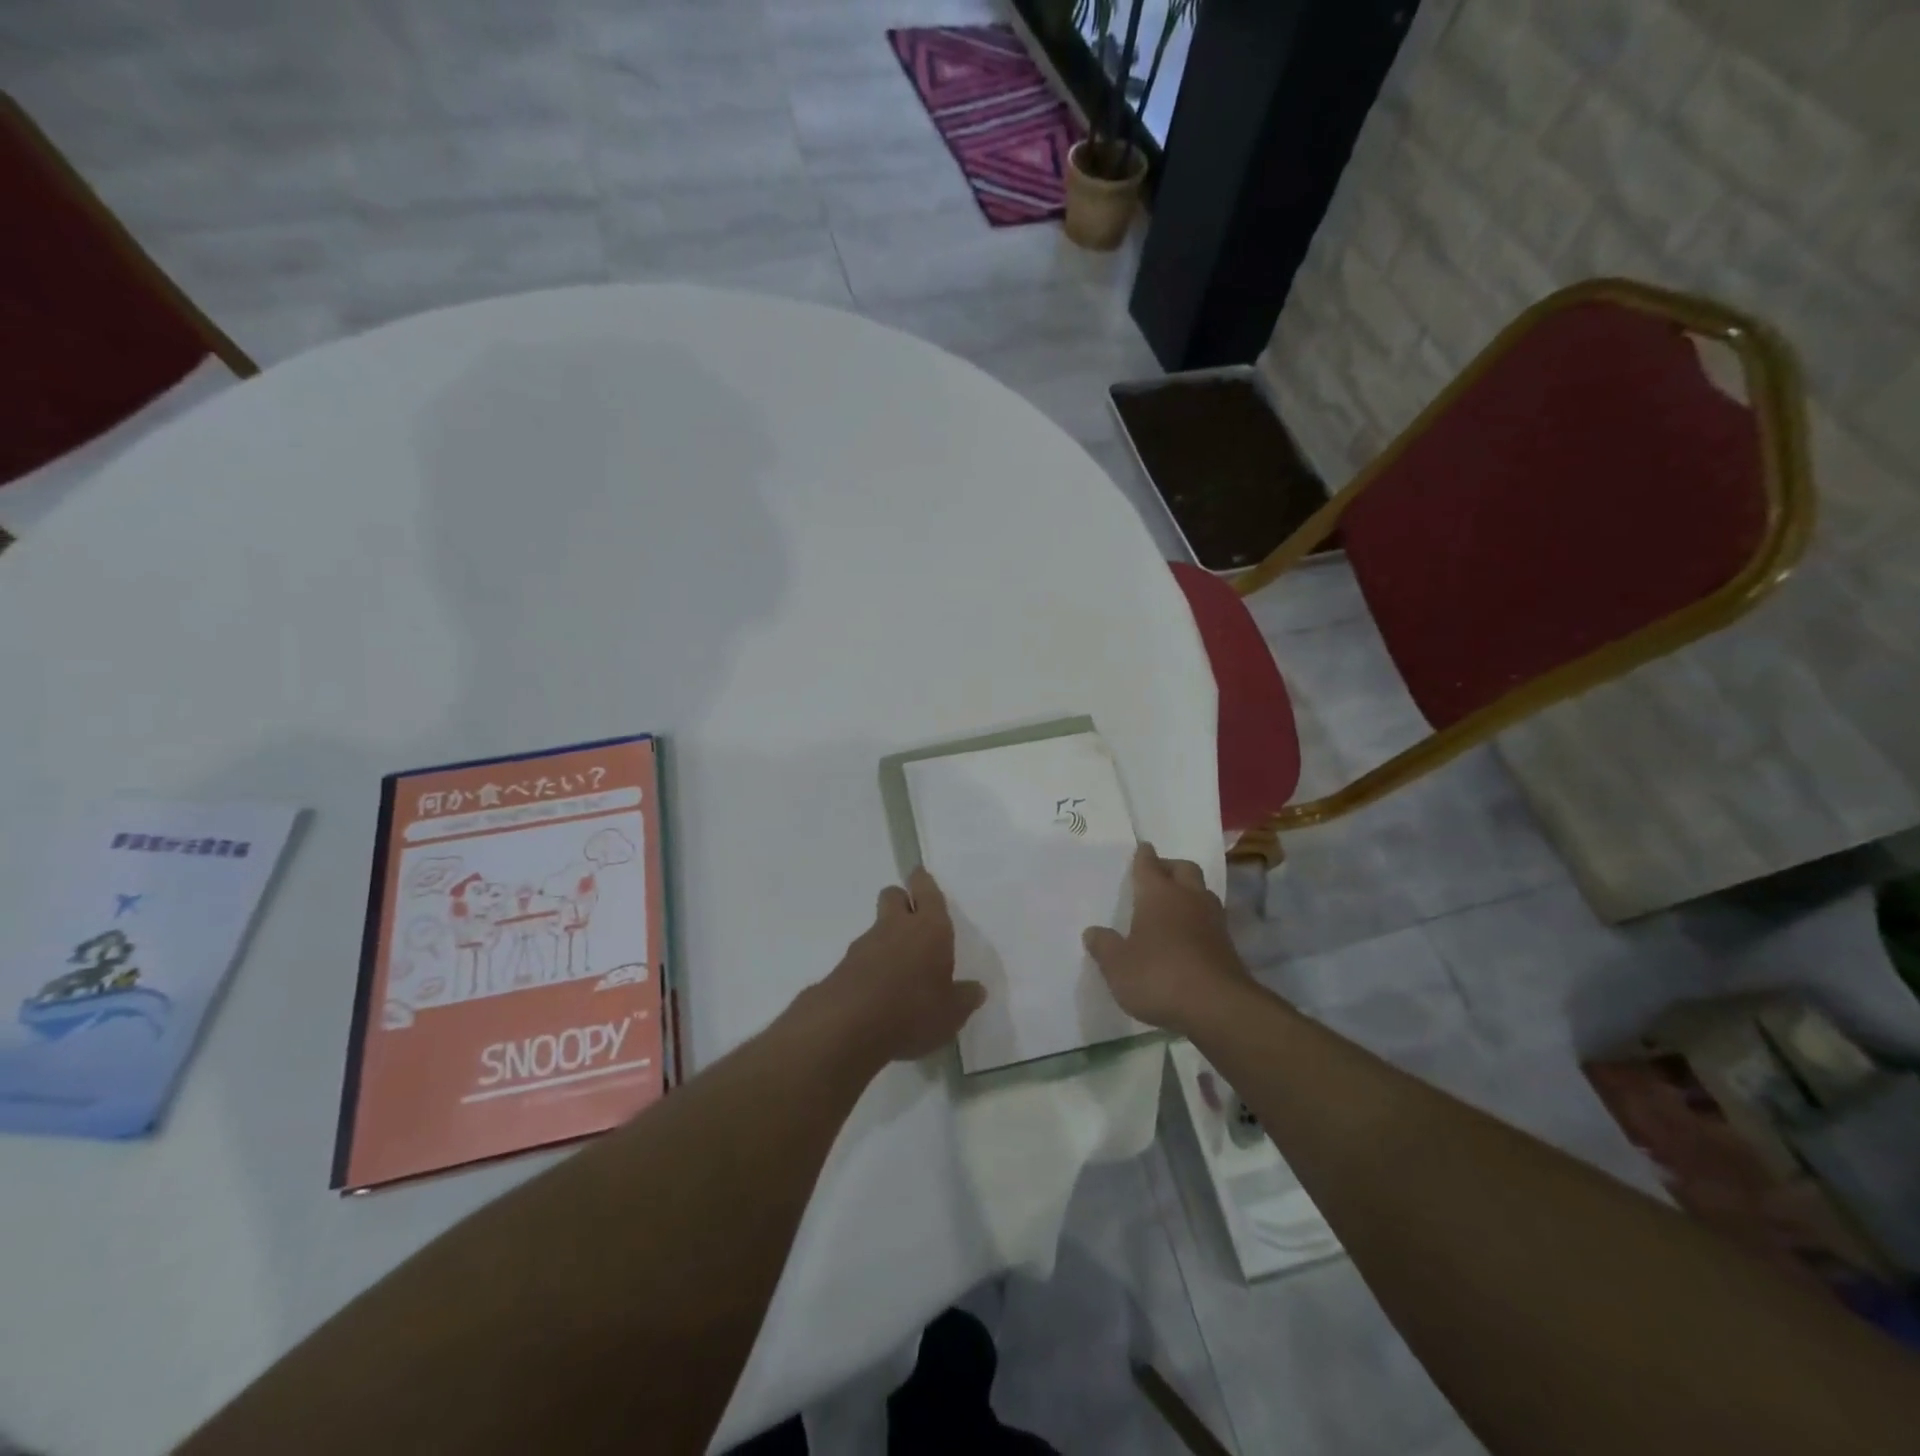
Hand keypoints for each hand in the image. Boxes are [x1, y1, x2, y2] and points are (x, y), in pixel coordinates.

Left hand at [814, 868, 984, 1062]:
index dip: (923, 881)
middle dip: (902, 900)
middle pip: (893, 895)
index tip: (919, 874)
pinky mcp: (844, 965)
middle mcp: (897, 927)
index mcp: (930, 928)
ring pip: (877, 926)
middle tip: (913, 919)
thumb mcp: (951, 1013)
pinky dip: (872, 965)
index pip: (926, 890)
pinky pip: (863, 956)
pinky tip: (880, 991)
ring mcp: (866, 944)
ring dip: (887, 937)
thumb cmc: (912, 1010)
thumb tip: (976, 989)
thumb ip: (965, 998)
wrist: (847, 1025)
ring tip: (901, 969)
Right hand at [1083, 844, 1250, 1035]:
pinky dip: (1198, 920)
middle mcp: (1188, 898)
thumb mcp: (1118, 966)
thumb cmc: (1159, 976)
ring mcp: (1212, 920)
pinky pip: (1210, 919)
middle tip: (1156, 875)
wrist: (1218, 1008)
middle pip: (1183, 869)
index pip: (1149, 864)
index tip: (1141, 848)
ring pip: (1201, 892)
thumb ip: (1104, 946)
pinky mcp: (1227, 945)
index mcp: (1158, 894)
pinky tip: (1186, 936)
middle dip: (1170, 867)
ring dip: (1188, 892)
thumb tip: (1093, 931)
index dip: (1143, 856)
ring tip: (1172, 905)